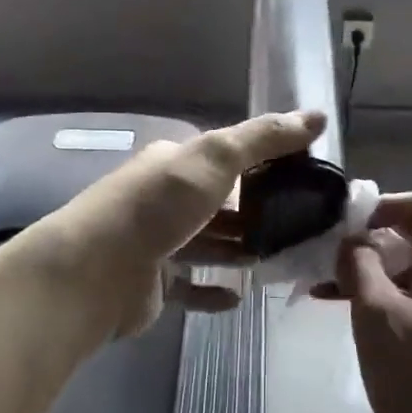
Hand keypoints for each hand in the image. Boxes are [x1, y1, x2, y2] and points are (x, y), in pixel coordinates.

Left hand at [38, 109, 327, 339]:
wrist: (95, 271)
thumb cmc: (157, 207)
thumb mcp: (214, 159)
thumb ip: (263, 139)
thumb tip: (317, 116)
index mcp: (175, 163)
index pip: (226, 159)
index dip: (263, 165)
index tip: (303, 179)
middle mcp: (165, 199)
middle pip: (219, 203)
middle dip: (256, 212)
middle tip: (300, 226)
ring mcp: (157, 243)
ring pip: (208, 243)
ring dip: (239, 250)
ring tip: (277, 258)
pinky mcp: (153, 284)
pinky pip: (191, 286)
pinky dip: (213, 289)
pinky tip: (239, 296)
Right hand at [325, 192, 411, 412]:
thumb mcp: (377, 311)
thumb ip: (359, 261)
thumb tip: (348, 238)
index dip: (385, 206)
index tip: (346, 224)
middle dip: (368, 238)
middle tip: (326, 250)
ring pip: (404, 262)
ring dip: (365, 265)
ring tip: (321, 276)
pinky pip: (404, 290)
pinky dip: (373, 289)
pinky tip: (331, 297)